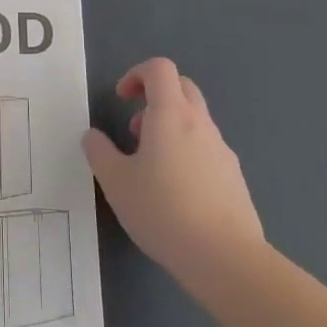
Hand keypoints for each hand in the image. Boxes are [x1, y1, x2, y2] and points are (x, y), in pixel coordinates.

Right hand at [83, 57, 265, 286]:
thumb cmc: (163, 210)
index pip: (159, 68)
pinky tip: (176, 193)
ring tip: (150, 167)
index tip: (121, 99)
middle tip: (135, 129)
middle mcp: (200, 123)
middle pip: (182, 87)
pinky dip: (188, 153)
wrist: (225, 257)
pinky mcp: (234, 177)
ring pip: (195, 120)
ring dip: (170, 128)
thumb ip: (99, 152)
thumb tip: (92, 136)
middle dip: (155, 97)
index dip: (136, 74)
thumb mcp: (116, 182)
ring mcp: (222, 150)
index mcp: (171, 114)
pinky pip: (207, 149)